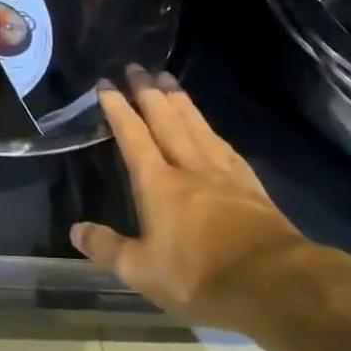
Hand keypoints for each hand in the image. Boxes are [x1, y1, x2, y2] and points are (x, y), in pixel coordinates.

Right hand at [72, 67, 350, 333]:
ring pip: (197, 126)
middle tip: (137, 67)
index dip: (118, 109)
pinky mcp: (251, 186)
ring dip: (180, 101)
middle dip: (148, 93)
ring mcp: (224, 174)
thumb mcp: (141, 271)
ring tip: (168, 79)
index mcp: (158, 183)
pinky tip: (211, 128)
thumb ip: (107, 248)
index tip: (106, 84)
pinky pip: (225, 147)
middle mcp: (189, 168)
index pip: (133, 137)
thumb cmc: (199, 275)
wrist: (275, 283)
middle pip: (166, 120)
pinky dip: (212, 130)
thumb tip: (75, 230)